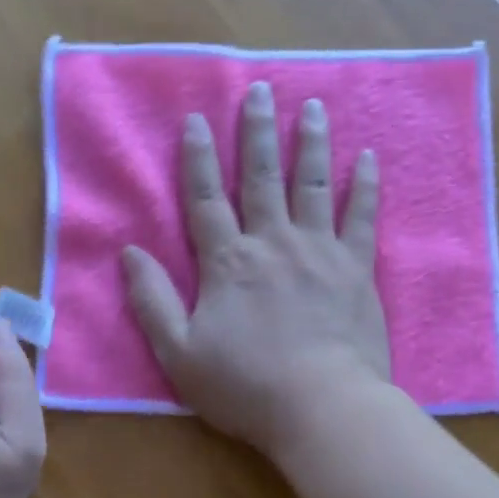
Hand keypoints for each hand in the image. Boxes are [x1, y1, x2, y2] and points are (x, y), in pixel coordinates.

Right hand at [121, 81, 390, 460]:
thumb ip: (152, 300)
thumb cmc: (245, 385)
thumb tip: (130, 253)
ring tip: (312, 106)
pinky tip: (368, 158)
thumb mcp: (179, 352)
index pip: (206, 199)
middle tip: (260, 89)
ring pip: (313, 185)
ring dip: (310, 143)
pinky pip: (362, 217)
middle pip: (262, 177)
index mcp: (227, 263)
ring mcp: (319, 252)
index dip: (198, 158)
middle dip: (258, 131)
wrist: (322, 408)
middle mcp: (272, 243)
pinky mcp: (356, 269)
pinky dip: (365, 186)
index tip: (197, 119)